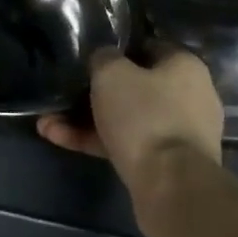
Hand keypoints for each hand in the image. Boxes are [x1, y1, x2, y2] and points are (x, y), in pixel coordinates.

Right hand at [38, 48, 224, 192]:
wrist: (173, 189)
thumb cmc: (145, 116)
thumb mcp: (111, 73)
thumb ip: (103, 58)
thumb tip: (103, 59)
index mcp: (185, 67)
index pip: (148, 47)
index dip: (117, 49)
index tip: (89, 56)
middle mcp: (189, 97)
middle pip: (135, 87)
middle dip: (94, 92)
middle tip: (64, 92)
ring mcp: (178, 135)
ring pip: (126, 119)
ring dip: (86, 120)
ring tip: (48, 122)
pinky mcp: (166, 166)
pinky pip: (127, 145)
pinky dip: (96, 142)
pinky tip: (59, 139)